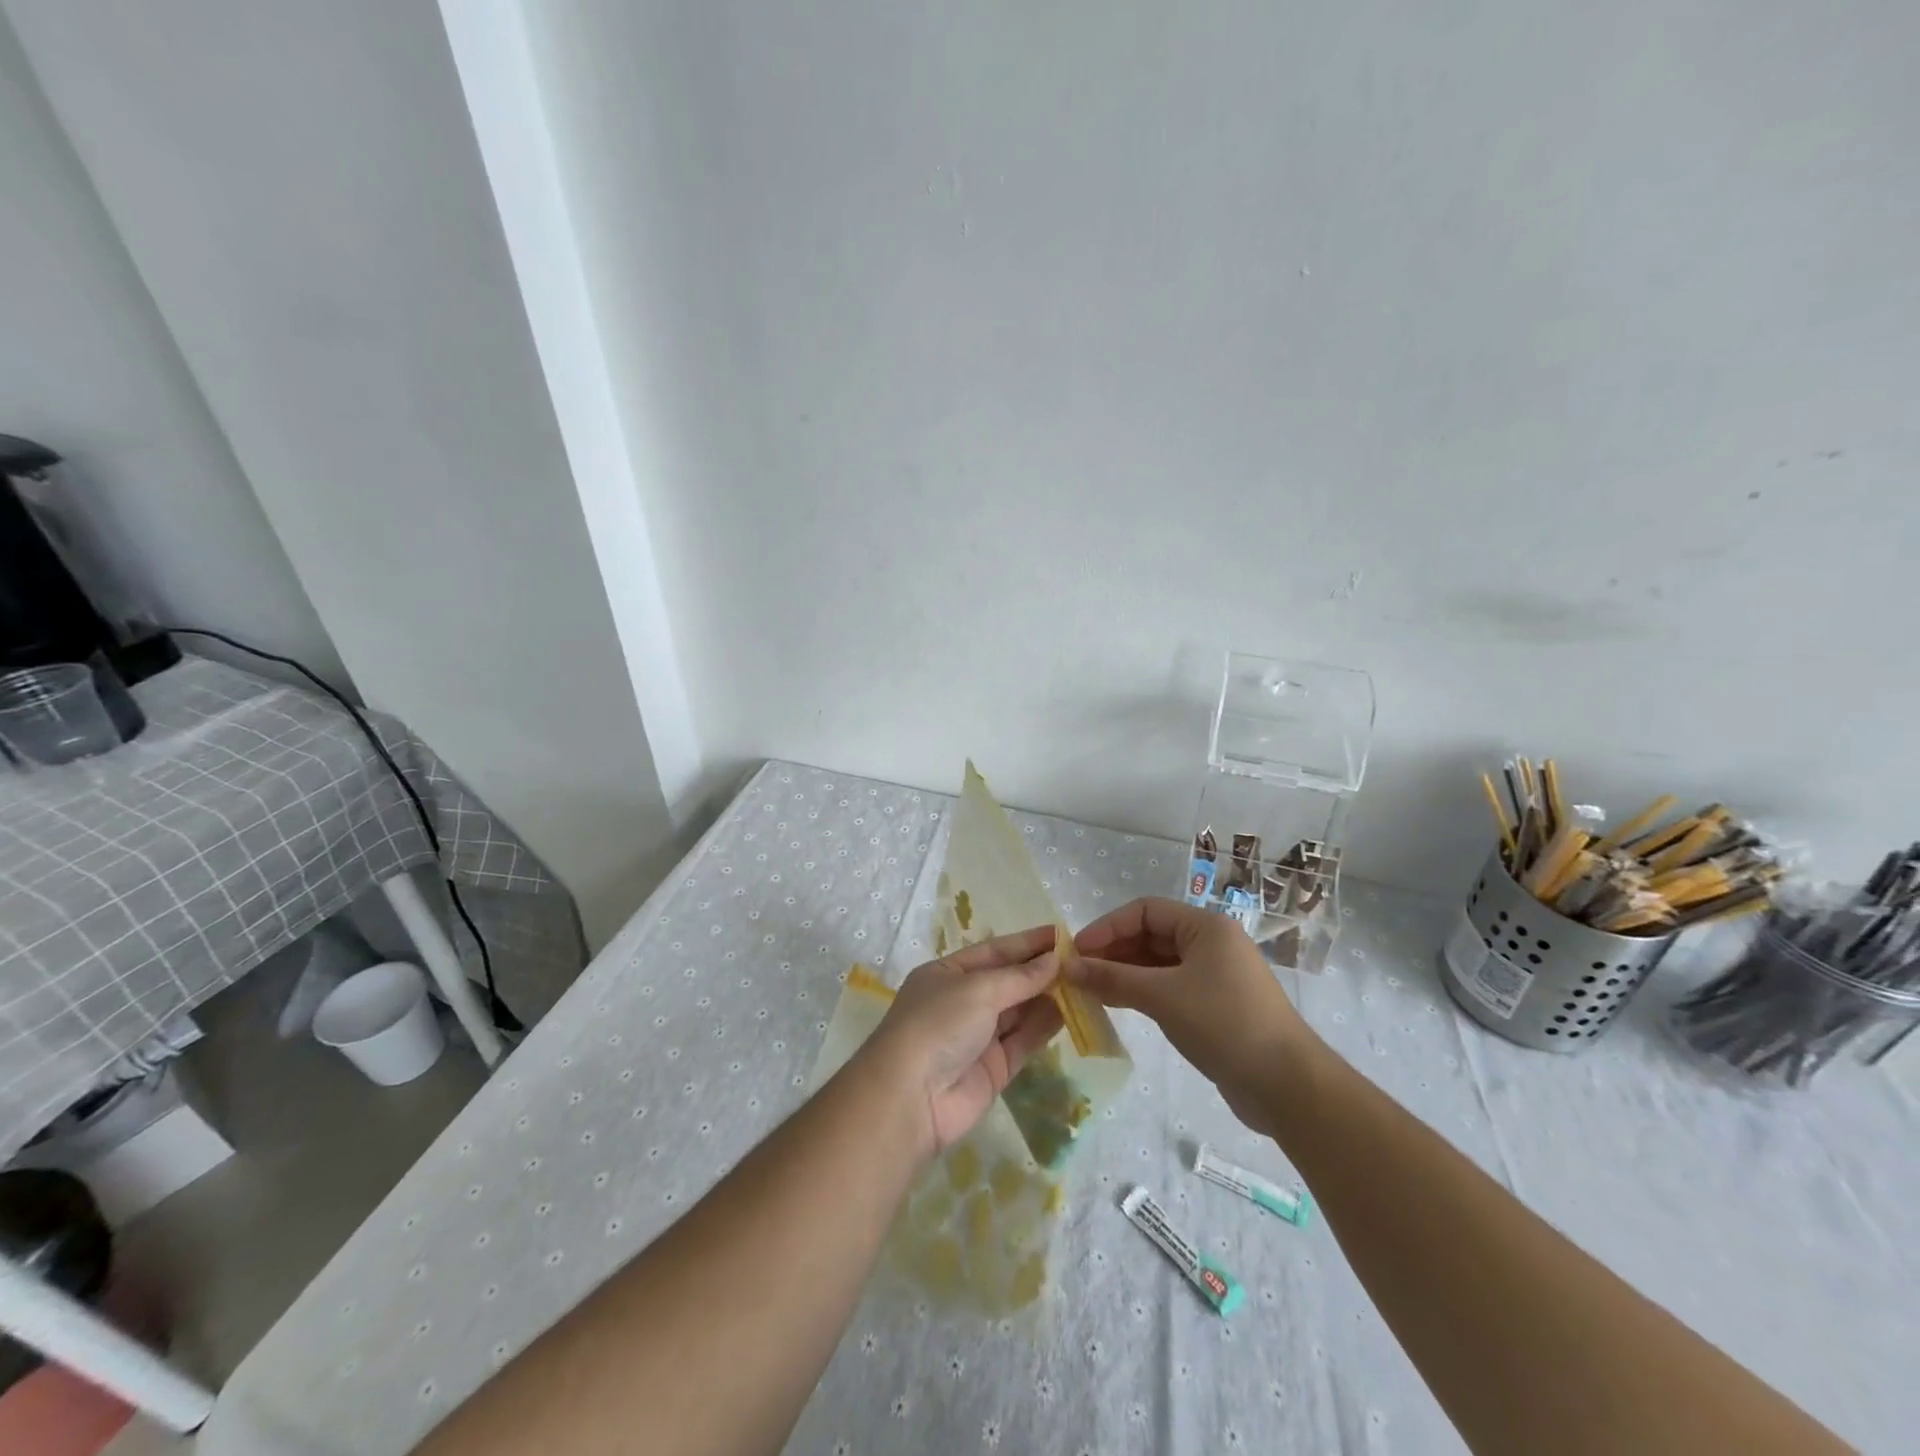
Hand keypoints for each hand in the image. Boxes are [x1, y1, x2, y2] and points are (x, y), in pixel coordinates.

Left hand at [861, 925, 1064, 1157]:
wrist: (911, 1098)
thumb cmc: (938, 1024)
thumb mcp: (977, 989)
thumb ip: (1019, 977)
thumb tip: (1054, 961)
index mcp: (947, 974)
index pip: (994, 951)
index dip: (1027, 943)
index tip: (1062, 934)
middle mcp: (962, 1002)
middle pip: (1008, 981)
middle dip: (1041, 970)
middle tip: (1081, 960)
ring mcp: (978, 1037)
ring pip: (1020, 1011)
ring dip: (1048, 997)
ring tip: (1084, 983)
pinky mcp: (994, 1069)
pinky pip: (1024, 1040)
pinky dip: (1045, 1026)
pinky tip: (1071, 1012)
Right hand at [1069, 897, 1314, 1135]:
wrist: (1287, 1085)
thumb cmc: (1224, 1024)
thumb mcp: (1162, 996)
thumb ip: (1112, 978)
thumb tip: (1067, 967)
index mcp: (1205, 926)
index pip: (1145, 910)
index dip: (1108, 927)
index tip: (1076, 951)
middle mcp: (1210, 943)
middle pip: (1150, 935)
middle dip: (1113, 951)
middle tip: (1077, 973)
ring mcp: (1214, 975)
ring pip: (1157, 963)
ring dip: (1123, 973)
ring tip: (1089, 990)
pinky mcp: (1214, 1005)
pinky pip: (1168, 987)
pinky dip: (1141, 992)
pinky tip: (1117, 1004)